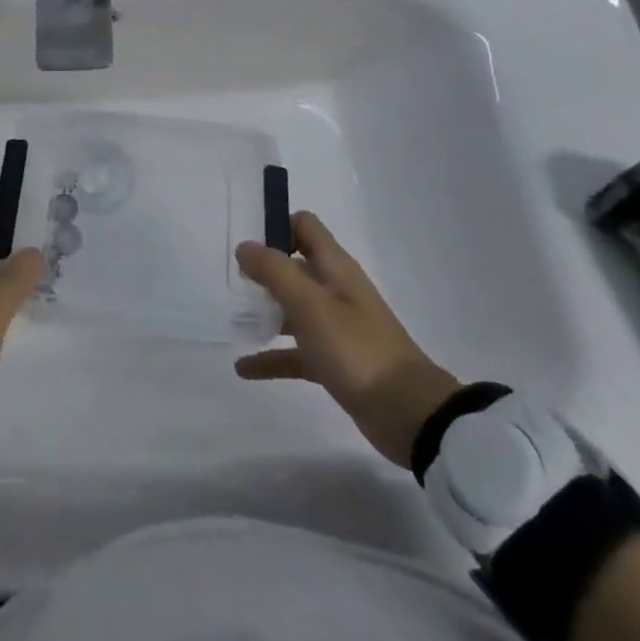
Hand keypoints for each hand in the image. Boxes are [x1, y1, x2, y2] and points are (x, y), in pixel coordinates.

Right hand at [235, 211, 461, 468]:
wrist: (407, 413)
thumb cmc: (356, 348)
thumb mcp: (310, 305)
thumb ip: (274, 271)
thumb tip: (244, 246)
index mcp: (335, 268)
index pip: (304, 227)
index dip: (277, 227)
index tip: (247, 245)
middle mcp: (336, 290)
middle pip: (295, 267)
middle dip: (264, 271)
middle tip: (232, 282)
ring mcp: (336, 327)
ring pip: (293, 309)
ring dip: (266, 312)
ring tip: (233, 320)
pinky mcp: (335, 361)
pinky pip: (296, 352)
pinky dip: (272, 357)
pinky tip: (244, 368)